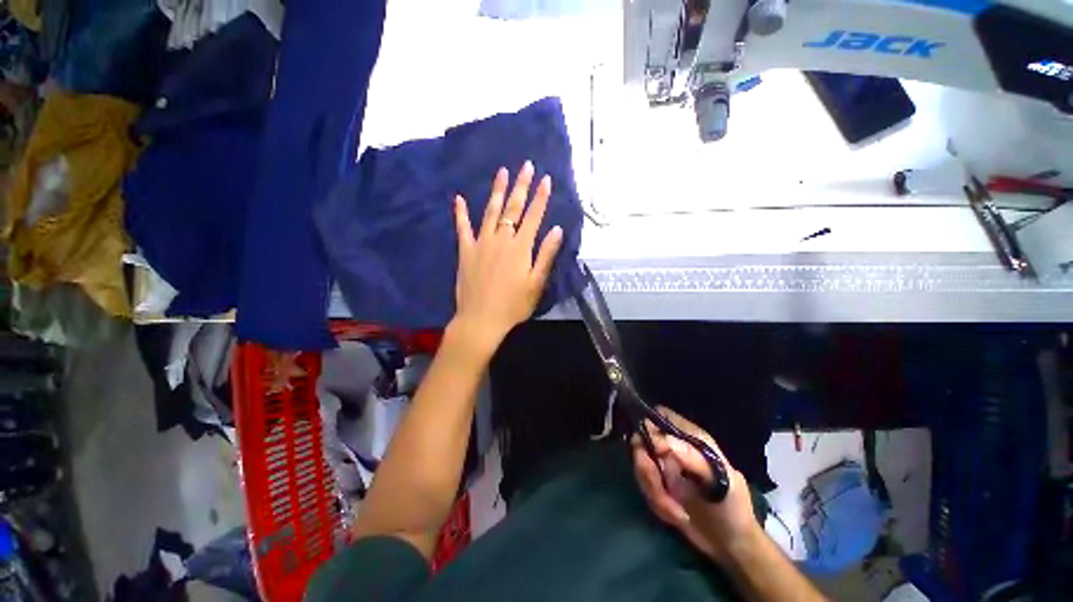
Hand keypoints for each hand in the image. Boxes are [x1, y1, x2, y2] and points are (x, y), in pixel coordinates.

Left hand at [451, 161, 563, 354]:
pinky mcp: (465, 251)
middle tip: (526, 165)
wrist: (481, 319)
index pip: (533, 216)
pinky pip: (463, 228)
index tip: (546, 178)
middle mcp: (501, 239)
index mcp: (520, 248)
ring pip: (490, 211)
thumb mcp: (536, 283)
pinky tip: (458, 198)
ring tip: (502, 172)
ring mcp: (481, 243)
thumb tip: (557, 229)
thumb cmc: (514, 305)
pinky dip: (461, 213)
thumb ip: (546, 255)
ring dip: (497, 191)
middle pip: (512, 208)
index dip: (541, 197)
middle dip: (521, 186)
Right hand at [632, 406, 758, 563]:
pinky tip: (676, 515)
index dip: (650, 426)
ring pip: (641, 466)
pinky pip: (645, 487)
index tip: (654, 451)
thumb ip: (694, 459)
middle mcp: (673, 447)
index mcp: (691, 438)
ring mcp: (664, 466)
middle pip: (642, 441)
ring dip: (654, 491)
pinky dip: (658, 504)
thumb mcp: (722, 483)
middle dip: (647, 468)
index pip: (660, 416)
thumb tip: (662, 441)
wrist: (732, 546)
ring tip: (676, 511)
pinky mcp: (658, 485)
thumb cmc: (733, 507)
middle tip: (659, 488)